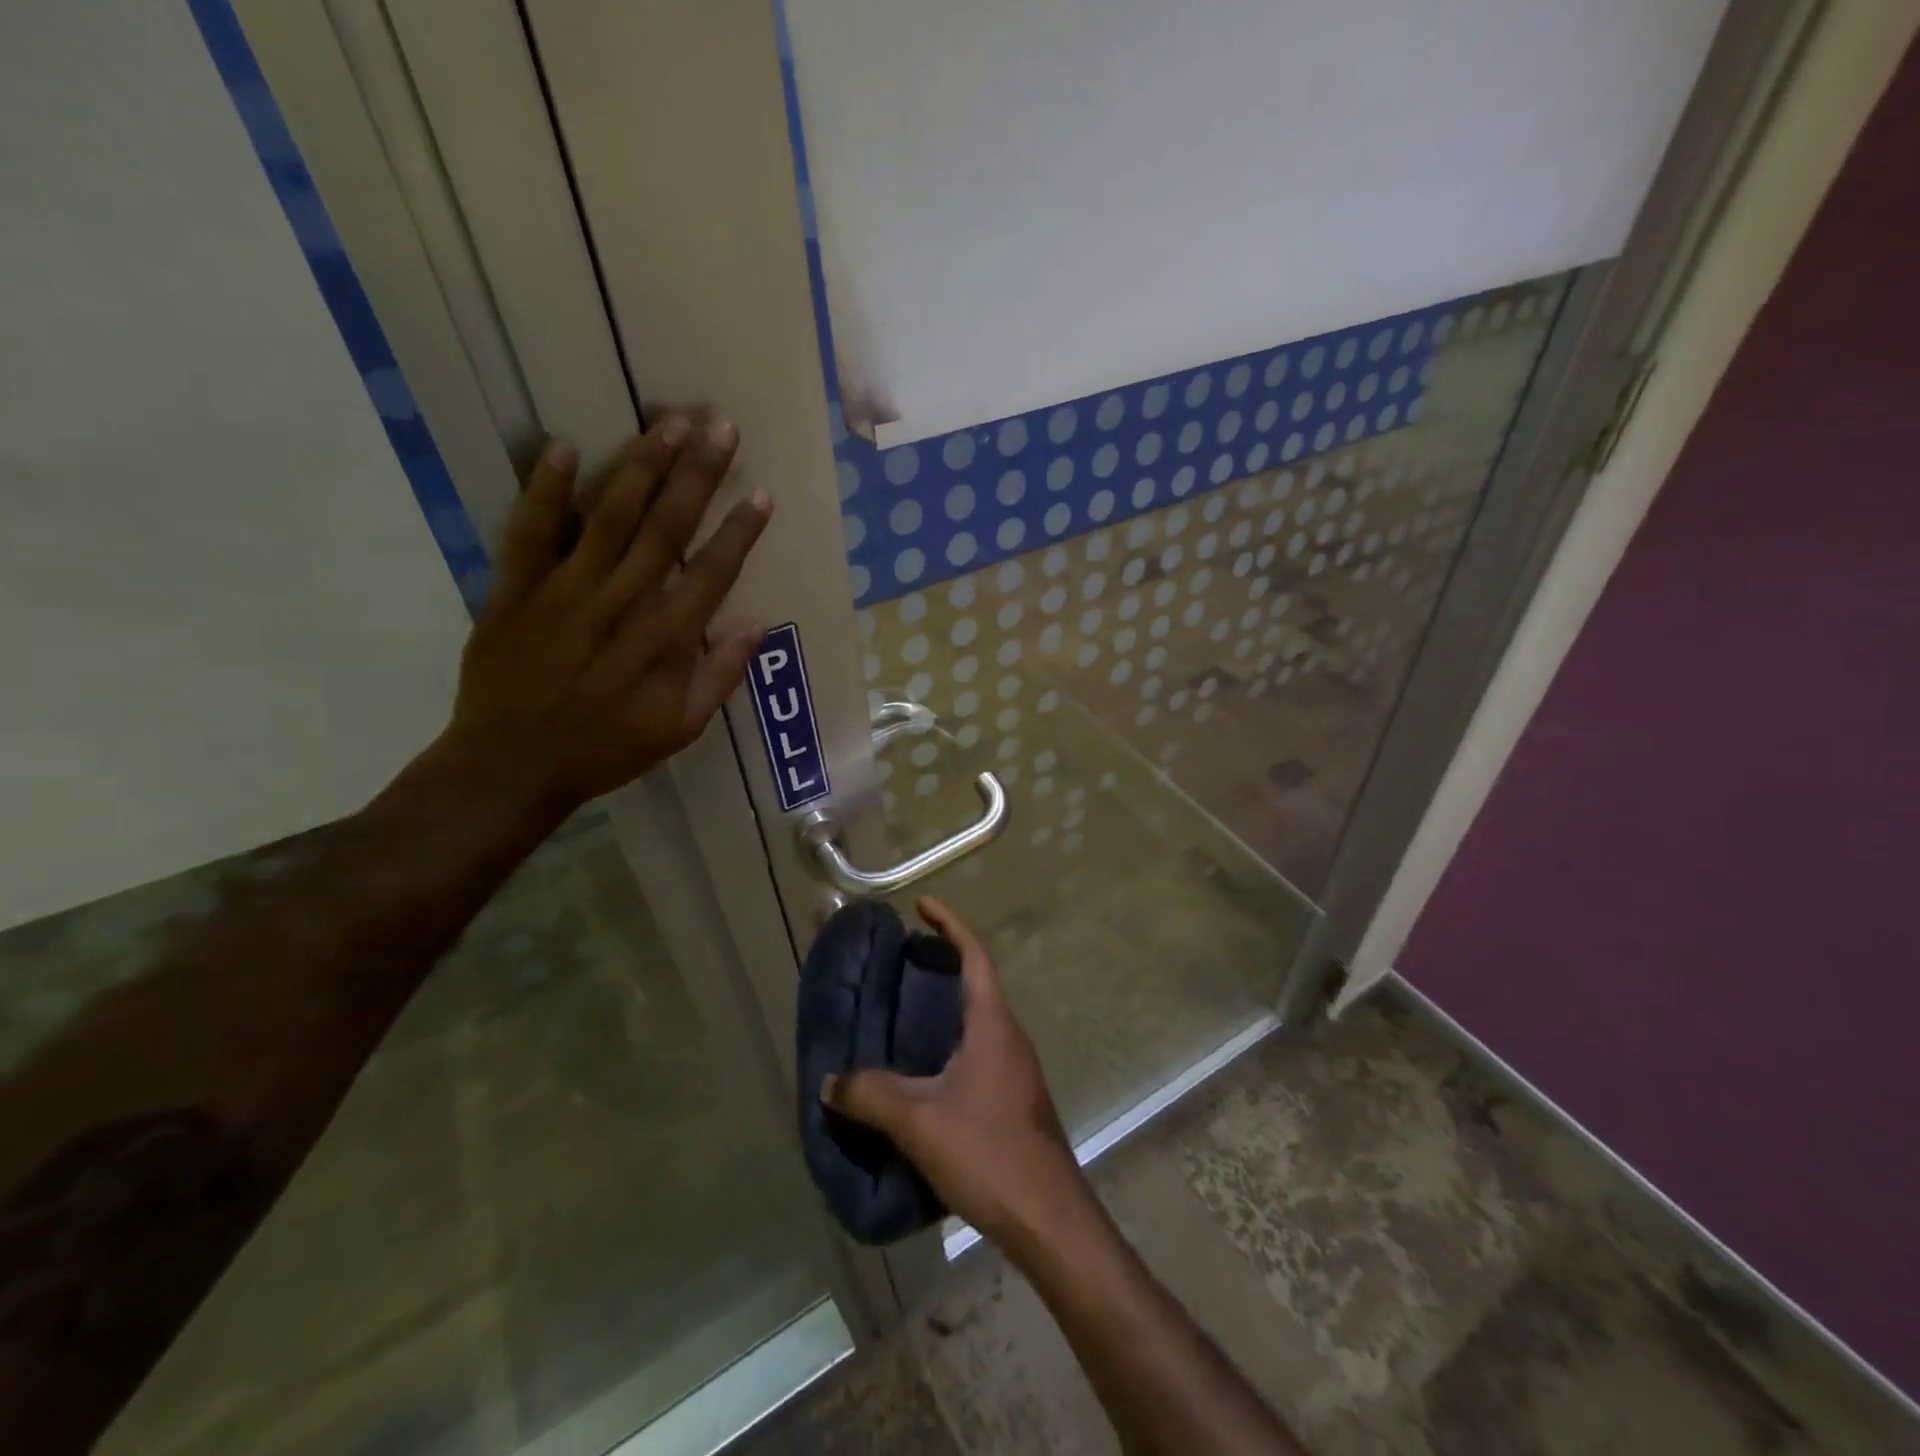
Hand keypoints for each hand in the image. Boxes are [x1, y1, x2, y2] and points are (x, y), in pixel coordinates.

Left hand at [444, 417, 771, 815]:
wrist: (513, 763)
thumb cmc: (607, 748)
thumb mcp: (680, 729)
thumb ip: (720, 677)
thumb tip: (756, 625)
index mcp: (664, 640)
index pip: (712, 573)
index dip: (740, 532)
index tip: (762, 494)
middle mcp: (621, 603)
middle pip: (666, 528)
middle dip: (697, 476)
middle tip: (719, 427)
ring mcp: (565, 591)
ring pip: (609, 517)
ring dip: (641, 467)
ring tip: (668, 423)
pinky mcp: (516, 589)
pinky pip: (531, 530)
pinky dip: (544, 488)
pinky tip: (561, 446)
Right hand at [822, 898, 1088, 1246]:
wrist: (1047, 1217)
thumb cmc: (988, 1151)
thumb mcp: (918, 1120)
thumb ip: (870, 1094)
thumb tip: (829, 1080)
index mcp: (992, 1023)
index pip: (974, 956)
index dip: (950, 925)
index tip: (923, 905)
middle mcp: (1008, 1036)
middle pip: (975, 984)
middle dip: (941, 965)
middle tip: (899, 964)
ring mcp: (1015, 1069)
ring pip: (976, 1022)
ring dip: (944, 1009)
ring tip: (901, 1015)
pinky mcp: (1013, 1098)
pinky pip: (976, 1053)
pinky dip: (948, 1045)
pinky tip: (920, 1074)